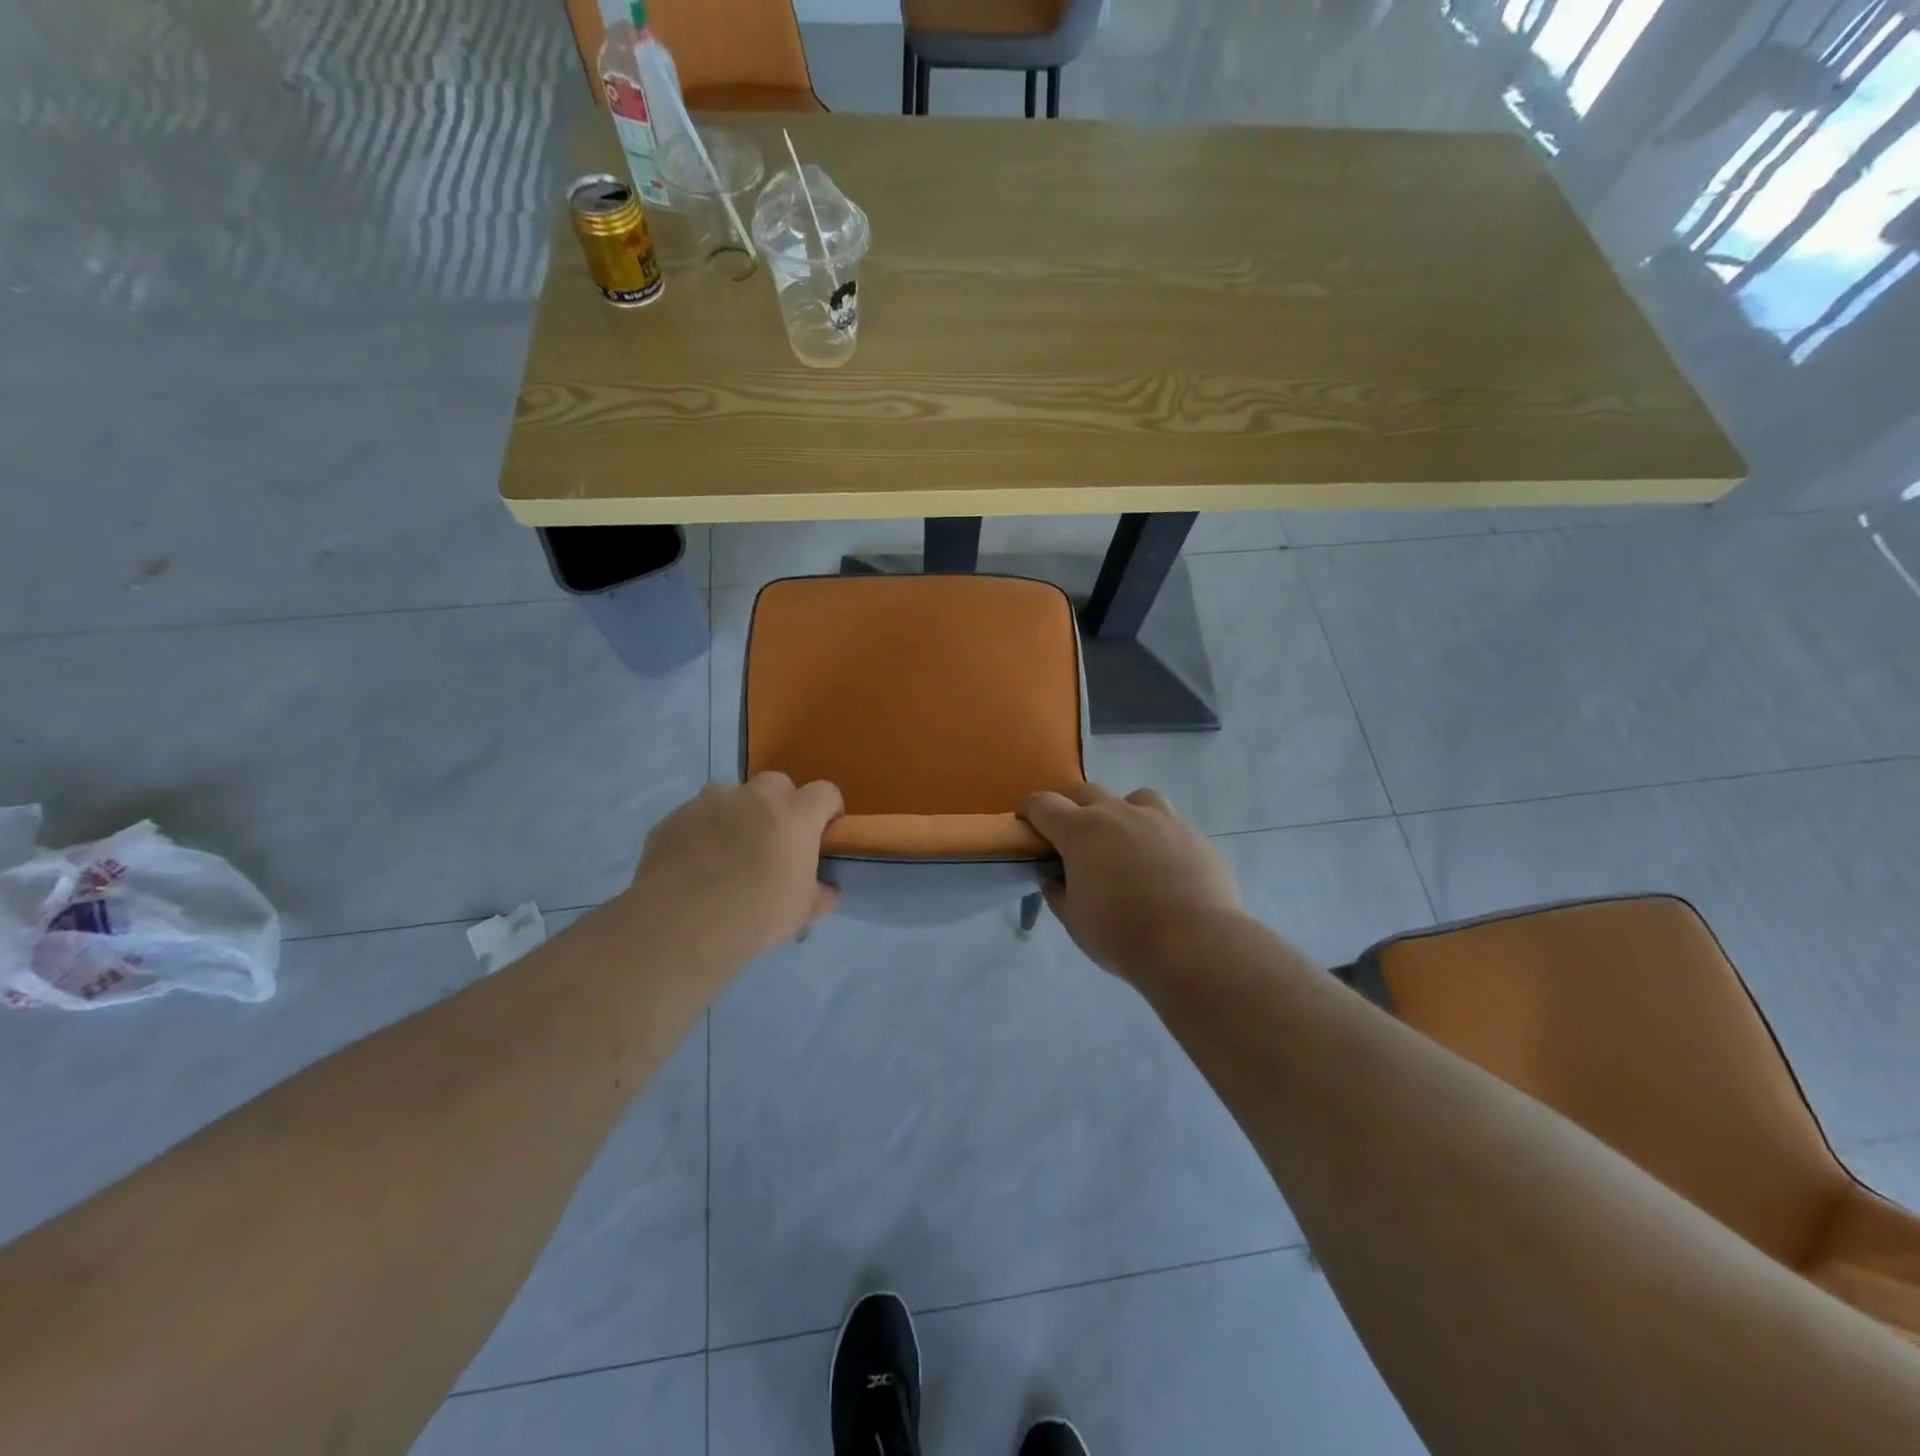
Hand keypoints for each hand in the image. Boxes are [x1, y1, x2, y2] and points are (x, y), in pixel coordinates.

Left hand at [627, 774, 843, 972]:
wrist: (680, 925)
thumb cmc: (755, 915)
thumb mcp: (802, 913)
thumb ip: (822, 894)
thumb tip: (828, 890)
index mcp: (796, 815)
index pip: (825, 793)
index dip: (827, 811)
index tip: (821, 835)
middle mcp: (756, 797)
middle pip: (777, 785)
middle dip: (780, 806)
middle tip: (773, 842)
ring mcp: (711, 801)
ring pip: (732, 795)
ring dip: (737, 814)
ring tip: (728, 853)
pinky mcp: (676, 816)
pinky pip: (697, 816)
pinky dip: (702, 831)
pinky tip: (694, 865)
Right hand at [1022, 783, 1243, 982]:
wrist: (1194, 944)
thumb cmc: (1121, 934)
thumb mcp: (1074, 920)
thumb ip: (1058, 892)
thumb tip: (1053, 877)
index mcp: (1081, 830)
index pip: (1043, 804)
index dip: (1031, 813)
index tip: (1030, 828)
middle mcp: (1119, 813)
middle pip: (1087, 792)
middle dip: (1074, 809)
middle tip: (1075, 840)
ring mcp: (1161, 819)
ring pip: (1135, 798)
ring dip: (1123, 813)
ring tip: (1126, 844)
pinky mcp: (1193, 835)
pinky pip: (1169, 824)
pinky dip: (1158, 838)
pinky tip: (1164, 868)